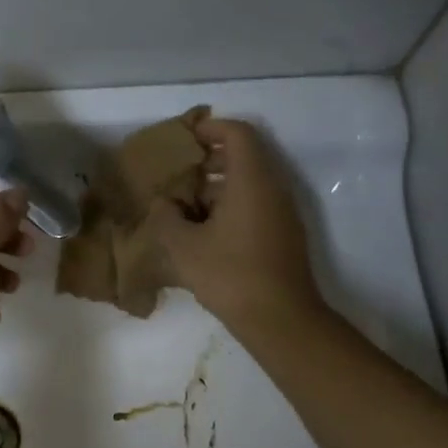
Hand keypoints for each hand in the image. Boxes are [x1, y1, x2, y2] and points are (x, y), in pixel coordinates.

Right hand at [145, 116, 324, 335]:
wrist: (280, 319)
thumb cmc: (230, 274)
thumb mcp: (183, 246)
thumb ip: (166, 217)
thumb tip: (164, 204)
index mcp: (252, 181)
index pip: (238, 134)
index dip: (211, 128)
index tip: (185, 137)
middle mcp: (273, 189)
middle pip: (245, 156)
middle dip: (210, 158)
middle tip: (179, 171)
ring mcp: (282, 213)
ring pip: (250, 183)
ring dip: (218, 185)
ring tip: (184, 204)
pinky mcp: (283, 235)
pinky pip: (256, 204)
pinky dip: (230, 204)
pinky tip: (204, 230)